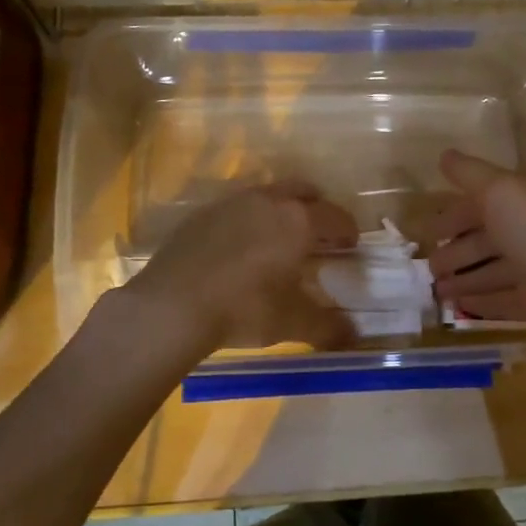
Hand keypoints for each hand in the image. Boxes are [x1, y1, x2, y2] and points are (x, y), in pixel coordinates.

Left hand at [122, 180, 358, 354]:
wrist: (172, 304)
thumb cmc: (244, 308)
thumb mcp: (292, 322)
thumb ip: (327, 327)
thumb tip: (353, 335)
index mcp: (298, 221)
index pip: (335, 216)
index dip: (347, 230)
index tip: (350, 245)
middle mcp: (268, 201)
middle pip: (303, 190)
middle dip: (316, 207)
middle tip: (318, 233)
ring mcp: (231, 203)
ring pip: (267, 194)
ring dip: (280, 210)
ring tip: (277, 239)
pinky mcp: (201, 214)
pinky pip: (235, 208)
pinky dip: (247, 220)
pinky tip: (238, 247)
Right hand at [427, 149, 525, 355]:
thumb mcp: (502, 192)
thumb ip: (471, 173)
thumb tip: (444, 154)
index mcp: (523, 201)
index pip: (480, 203)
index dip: (452, 214)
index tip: (424, 229)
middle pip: (485, 239)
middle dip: (455, 251)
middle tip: (426, 268)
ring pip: (492, 271)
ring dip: (464, 279)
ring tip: (435, 291)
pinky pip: (504, 301)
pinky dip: (483, 302)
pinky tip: (461, 309)